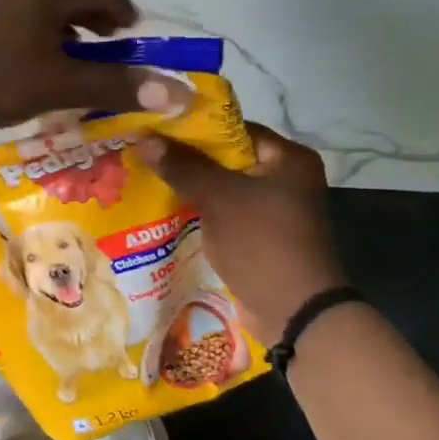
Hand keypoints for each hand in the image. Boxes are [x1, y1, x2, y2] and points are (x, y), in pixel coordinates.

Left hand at [0, 0, 173, 130]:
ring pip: (37, 2)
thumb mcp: (60, 85)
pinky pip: (13, 11)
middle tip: (107, 43)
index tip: (133, 32)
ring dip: (61, 23)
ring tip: (70, 53)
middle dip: (92, 15)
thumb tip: (178, 93)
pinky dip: (33, 28)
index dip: (121, 9)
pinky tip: (27, 57)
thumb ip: (116, 85)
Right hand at [139, 126, 344, 345]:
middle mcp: (286, 179)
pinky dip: (199, 212)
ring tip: (146, 179)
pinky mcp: (261, 237)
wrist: (294, 312)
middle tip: (144, 154)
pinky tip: (165, 211)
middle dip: (185, 159)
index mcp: (288, 159)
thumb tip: (144, 137)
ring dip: (189, 187)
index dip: (193, 128)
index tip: (155, 129)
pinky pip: (224, 214)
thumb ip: (182, 165)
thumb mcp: (218, 197)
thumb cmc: (261, 242)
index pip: (234, 129)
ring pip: (222, 188)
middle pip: (226, 159)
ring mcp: (274, 211)